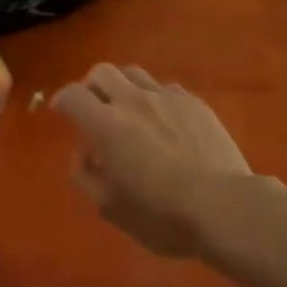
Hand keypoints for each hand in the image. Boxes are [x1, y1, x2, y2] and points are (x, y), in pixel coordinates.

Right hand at [52, 63, 250, 258]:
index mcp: (106, 124)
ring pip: (133, 73)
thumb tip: (80, 152)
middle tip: (93, 107)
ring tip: (126, 107)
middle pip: (101, 72)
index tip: (62, 111)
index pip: (73, 95)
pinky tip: (161, 119)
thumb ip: (85, 175)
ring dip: (122, 86)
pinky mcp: (193, 102)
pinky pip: (164, 88)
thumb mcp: (110, 208)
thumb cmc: (162, 214)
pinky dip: (153, 97)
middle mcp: (132, 100)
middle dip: (90, 86)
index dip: (62, 99)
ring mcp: (166, 97)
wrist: (224, 207)